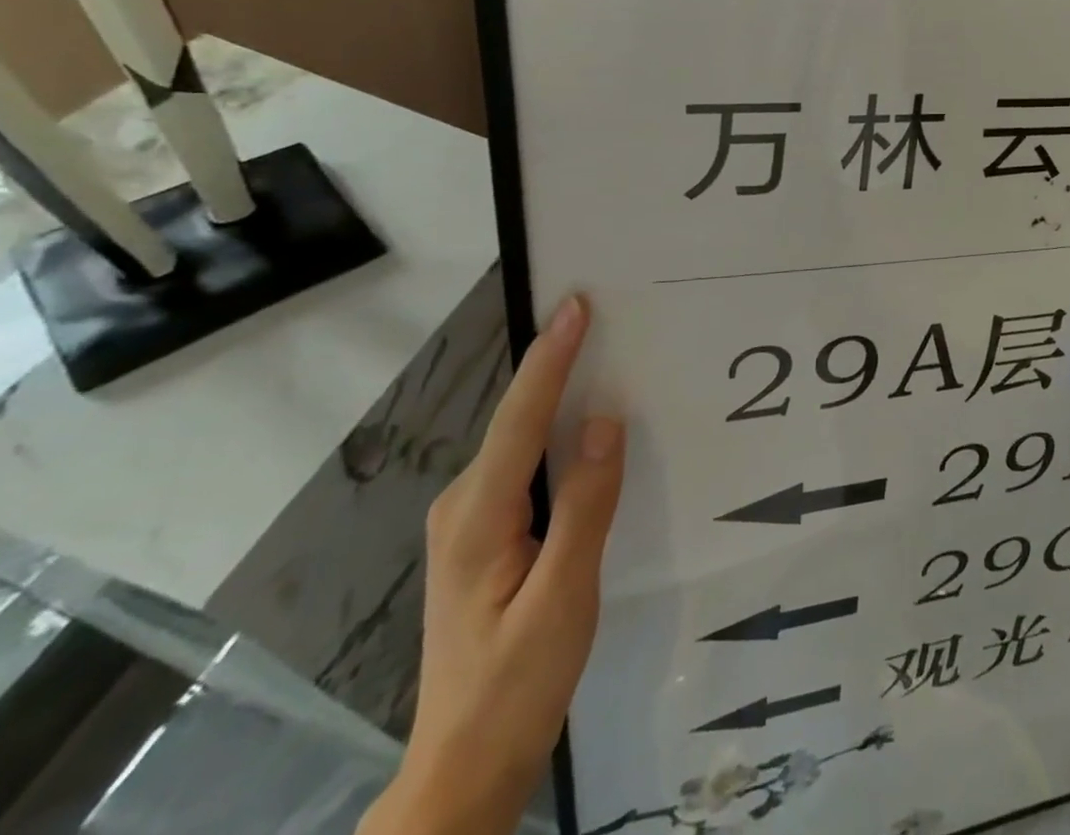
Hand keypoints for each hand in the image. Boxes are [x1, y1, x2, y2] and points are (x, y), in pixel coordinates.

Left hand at [362, 296, 625, 834]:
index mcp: (480, 516)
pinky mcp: (485, 534)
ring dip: (558, 395)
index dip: (551, 357)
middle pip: (517, 419)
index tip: (576, 305)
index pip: (521, 417)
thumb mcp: (562, 598)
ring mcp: (470, 520)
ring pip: (522, 440)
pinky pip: (526, 464)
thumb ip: (585, 506)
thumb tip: (604, 420)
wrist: (466, 765)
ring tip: (604, 356)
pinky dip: (556, 433)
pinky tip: (585, 428)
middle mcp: (465, 505)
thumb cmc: (518, 683)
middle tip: (604, 317)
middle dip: (557, 363)